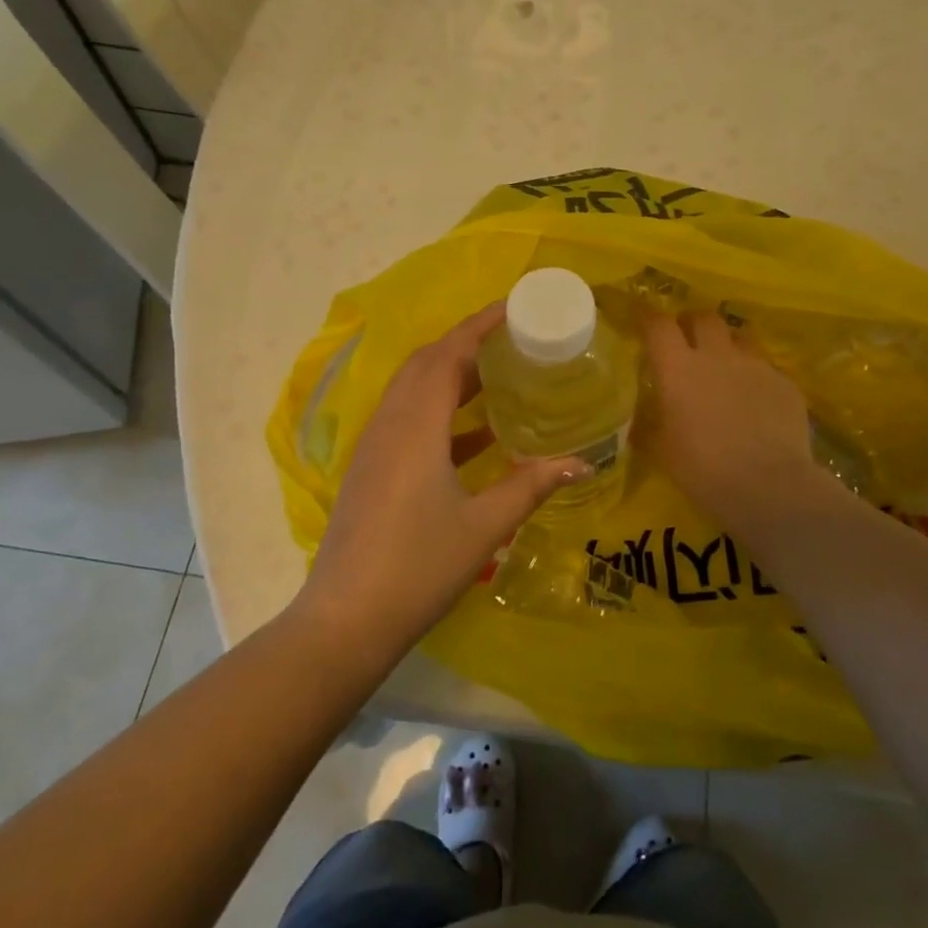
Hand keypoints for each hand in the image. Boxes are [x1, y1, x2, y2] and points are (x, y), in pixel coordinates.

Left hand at [293, 304, 588, 664]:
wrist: (346, 620)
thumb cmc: (418, 566)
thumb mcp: (484, 525)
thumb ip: (531, 486)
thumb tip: (582, 463)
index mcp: (416, 425)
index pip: (448, 354)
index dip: (480, 325)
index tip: (514, 307)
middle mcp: (390, 424)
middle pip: (426, 363)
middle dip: (467, 344)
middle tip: (513, 341)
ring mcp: (374, 447)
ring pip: (413, 391)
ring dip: (452, 377)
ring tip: (500, 379)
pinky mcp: (370, 470)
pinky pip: (407, 420)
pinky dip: (441, 413)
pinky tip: (474, 438)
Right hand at [642, 310, 830, 532]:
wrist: (768, 486)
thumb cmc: (703, 469)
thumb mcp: (663, 450)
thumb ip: (650, 425)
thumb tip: (639, 420)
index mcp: (678, 368)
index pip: (658, 325)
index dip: (646, 315)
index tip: (640, 314)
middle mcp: (717, 355)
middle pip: (703, 317)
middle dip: (692, 322)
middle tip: (686, 337)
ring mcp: (755, 365)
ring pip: (739, 336)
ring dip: (727, 343)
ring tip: (725, 363)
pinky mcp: (785, 383)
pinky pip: (766, 368)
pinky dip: (755, 376)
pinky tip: (756, 400)